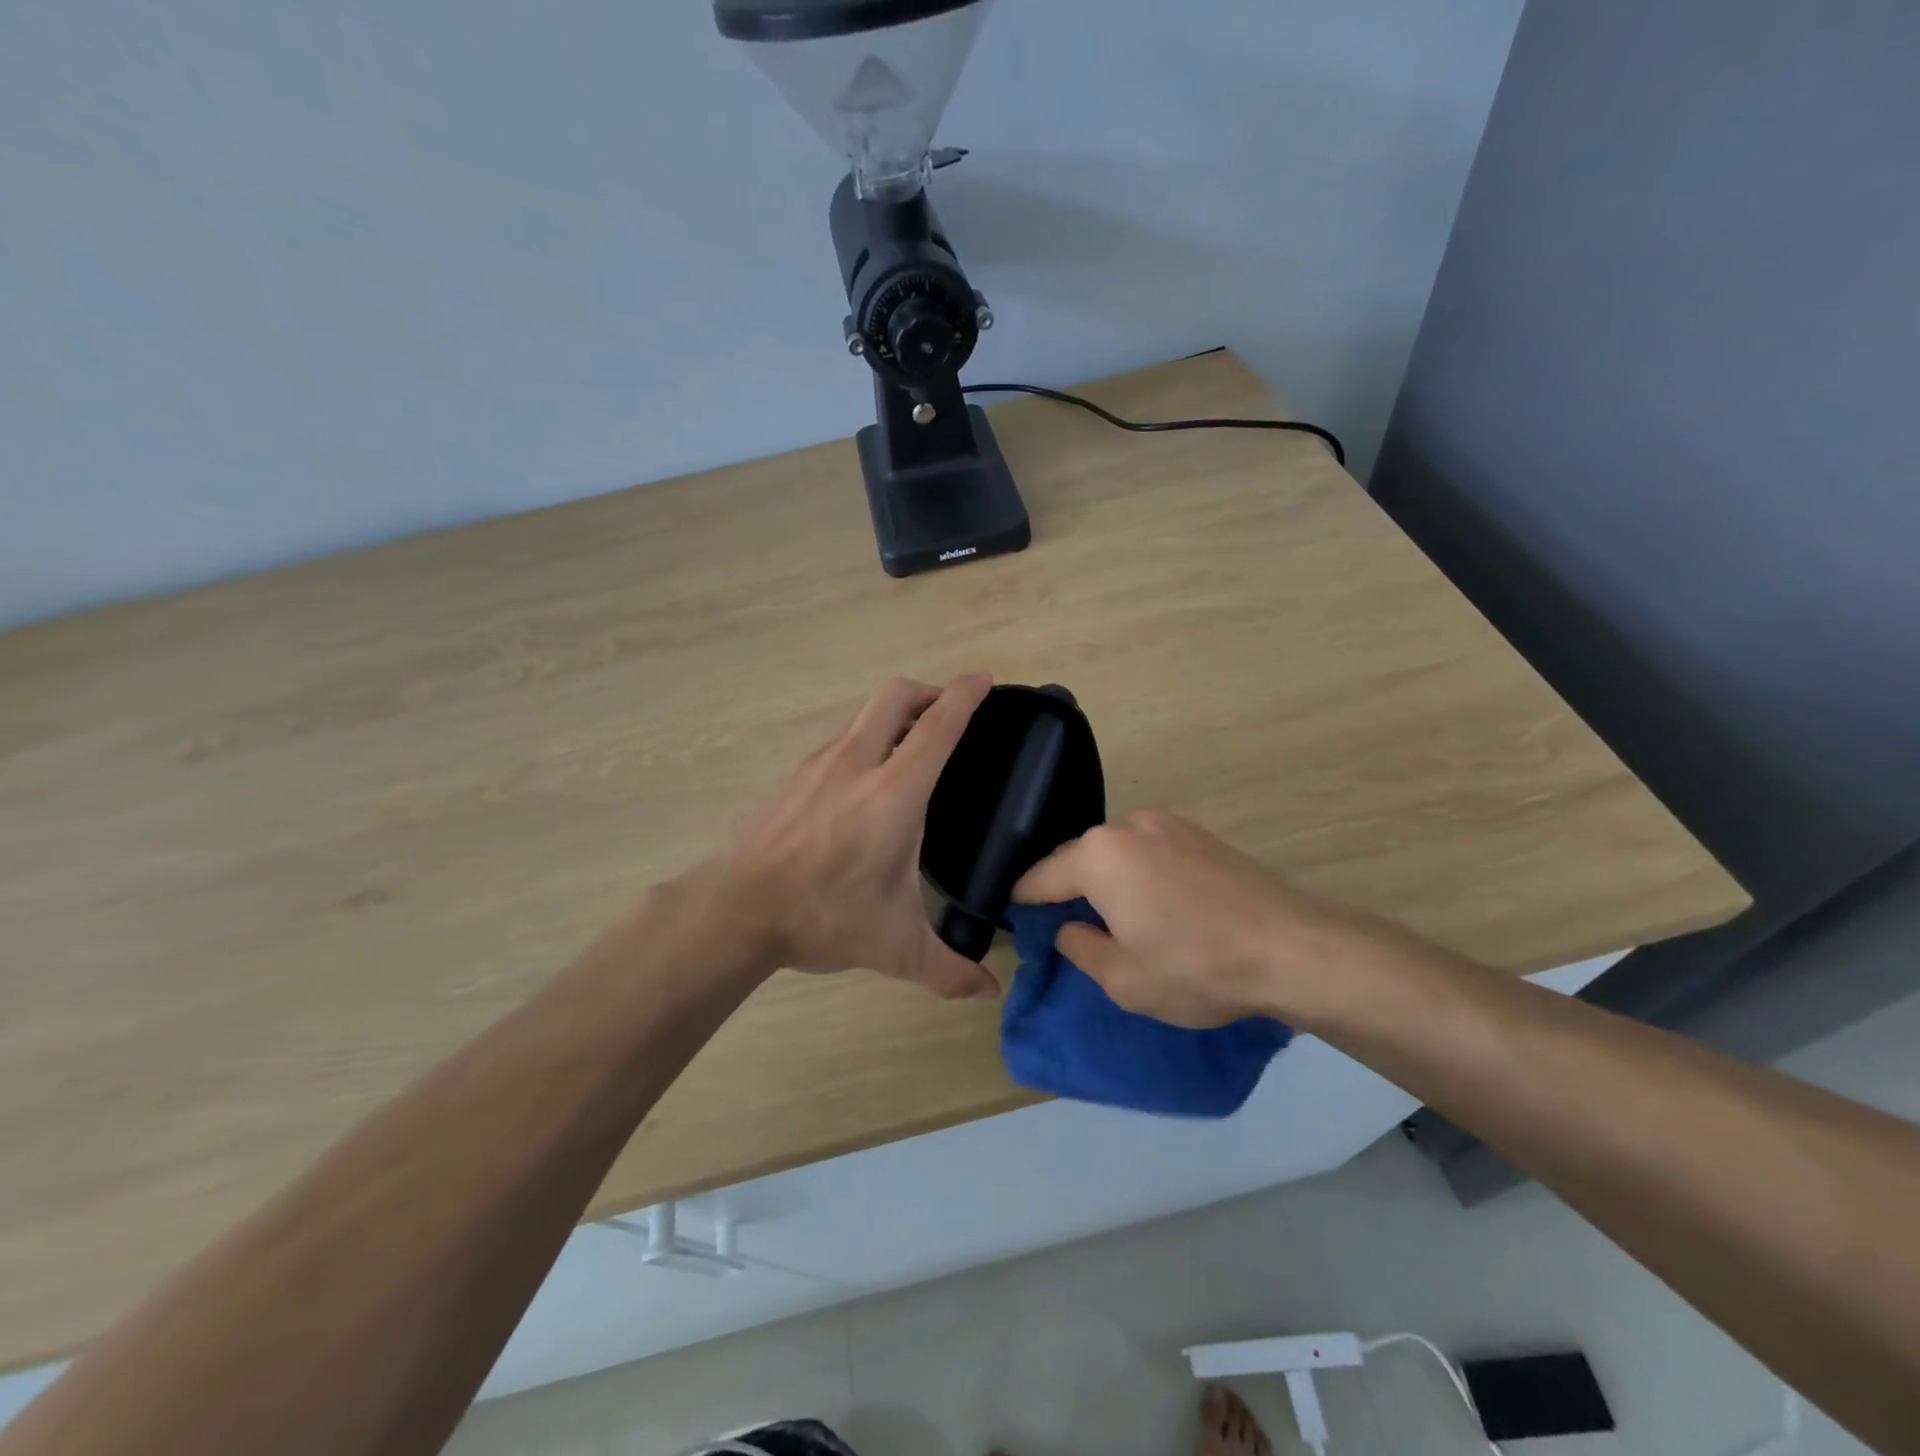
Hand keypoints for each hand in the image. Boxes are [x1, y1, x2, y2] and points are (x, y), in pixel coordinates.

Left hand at [724, 674, 997, 999]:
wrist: (735, 910)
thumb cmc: (823, 916)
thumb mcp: (894, 947)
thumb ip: (948, 970)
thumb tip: (989, 994)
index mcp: (894, 794)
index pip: (938, 726)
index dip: (965, 695)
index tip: (984, 679)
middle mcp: (857, 763)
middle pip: (895, 696)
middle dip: (929, 691)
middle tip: (950, 713)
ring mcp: (819, 764)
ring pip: (864, 714)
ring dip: (895, 714)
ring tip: (914, 745)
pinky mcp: (794, 775)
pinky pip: (841, 739)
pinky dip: (866, 738)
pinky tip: (867, 780)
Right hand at [1012, 810, 1399, 1028]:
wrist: (1294, 948)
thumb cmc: (1197, 966)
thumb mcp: (1122, 978)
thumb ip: (1080, 948)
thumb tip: (1070, 929)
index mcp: (1098, 855)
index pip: (1039, 877)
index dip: (1023, 902)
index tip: (1017, 921)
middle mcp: (1127, 826)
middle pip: (1078, 859)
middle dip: (1069, 891)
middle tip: (1071, 929)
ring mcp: (1167, 824)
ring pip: (1115, 854)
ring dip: (1108, 881)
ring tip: (1119, 920)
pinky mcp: (1199, 833)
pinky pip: (1149, 852)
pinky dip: (1140, 875)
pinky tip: (1159, 907)